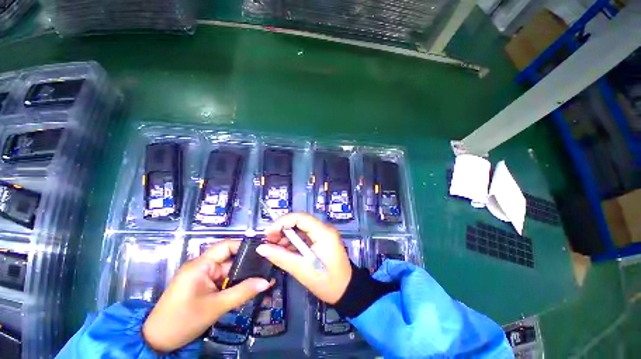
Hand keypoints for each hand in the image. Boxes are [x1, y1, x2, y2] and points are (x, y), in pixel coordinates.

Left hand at [142, 240, 271, 352]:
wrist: (157, 341)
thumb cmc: (183, 321)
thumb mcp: (216, 307)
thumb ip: (242, 292)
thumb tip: (267, 281)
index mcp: (201, 264)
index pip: (226, 246)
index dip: (245, 246)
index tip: (263, 252)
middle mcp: (202, 265)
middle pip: (230, 258)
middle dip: (247, 263)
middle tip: (266, 267)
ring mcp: (202, 275)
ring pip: (229, 270)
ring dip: (243, 274)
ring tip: (262, 277)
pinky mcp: (203, 285)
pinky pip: (223, 279)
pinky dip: (235, 283)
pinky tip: (248, 286)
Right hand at [257, 213, 351, 303]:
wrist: (346, 291)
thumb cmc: (327, 282)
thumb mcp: (302, 270)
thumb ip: (281, 257)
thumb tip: (261, 248)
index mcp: (323, 232)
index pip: (300, 217)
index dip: (282, 222)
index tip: (268, 233)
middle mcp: (324, 228)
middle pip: (299, 221)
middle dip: (282, 229)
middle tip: (268, 242)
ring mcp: (323, 234)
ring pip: (300, 228)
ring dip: (286, 236)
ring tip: (274, 248)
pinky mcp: (321, 240)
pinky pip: (304, 236)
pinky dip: (293, 242)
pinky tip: (284, 250)